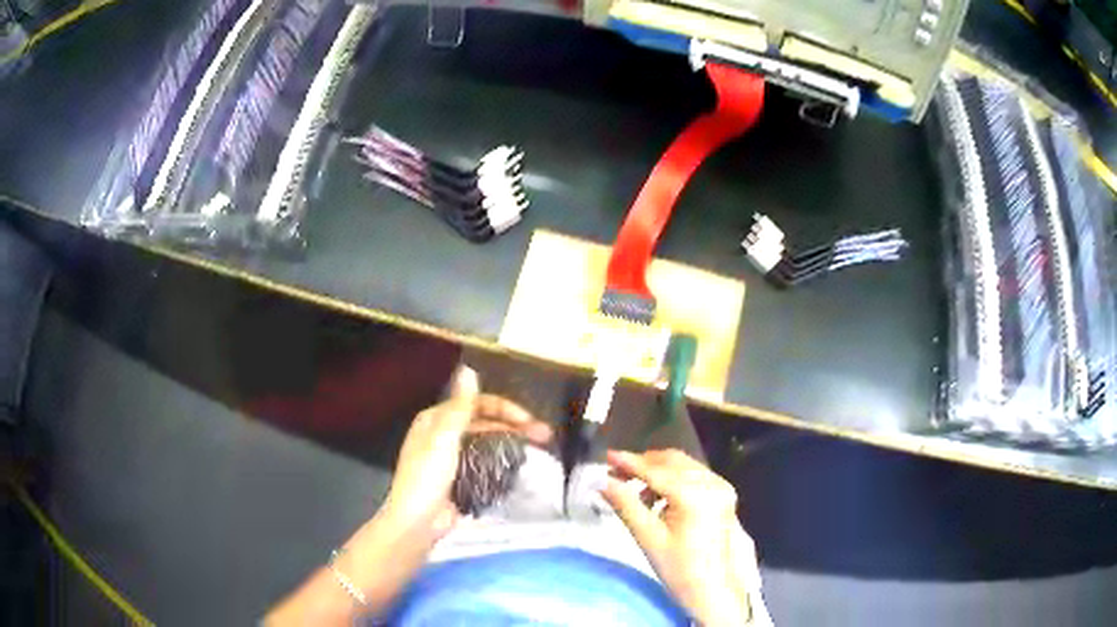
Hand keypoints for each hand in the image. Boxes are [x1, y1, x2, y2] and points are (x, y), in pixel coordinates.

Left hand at [380, 367, 551, 542]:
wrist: (418, 523)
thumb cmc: (427, 478)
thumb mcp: (443, 439)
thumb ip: (459, 406)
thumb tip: (469, 368)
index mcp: (435, 419)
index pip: (475, 404)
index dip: (504, 408)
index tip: (529, 420)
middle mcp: (443, 434)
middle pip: (484, 422)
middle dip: (514, 425)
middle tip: (545, 435)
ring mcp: (453, 457)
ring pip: (488, 441)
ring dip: (512, 441)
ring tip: (540, 449)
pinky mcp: (461, 477)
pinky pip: (486, 462)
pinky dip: (502, 460)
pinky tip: (521, 464)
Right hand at [602, 449, 759, 626]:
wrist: (712, 588)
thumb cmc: (678, 568)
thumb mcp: (648, 538)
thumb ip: (625, 505)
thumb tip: (602, 481)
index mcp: (695, 495)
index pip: (656, 471)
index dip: (629, 462)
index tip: (606, 455)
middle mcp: (712, 483)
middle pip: (672, 461)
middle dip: (643, 464)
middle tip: (615, 473)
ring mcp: (721, 487)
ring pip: (683, 465)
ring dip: (657, 471)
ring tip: (634, 490)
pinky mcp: (723, 493)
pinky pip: (693, 475)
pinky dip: (673, 479)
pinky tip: (657, 497)